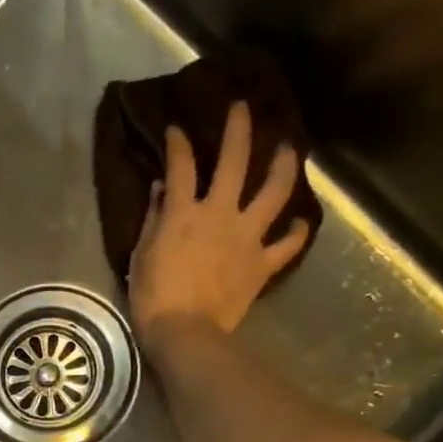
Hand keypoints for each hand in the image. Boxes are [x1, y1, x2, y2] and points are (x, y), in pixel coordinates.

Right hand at [127, 102, 309, 346]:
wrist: (185, 333)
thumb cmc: (154, 298)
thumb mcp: (141, 257)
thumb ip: (154, 220)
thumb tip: (161, 191)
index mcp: (184, 213)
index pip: (181, 166)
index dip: (178, 144)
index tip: (176, 129)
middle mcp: (220, 214)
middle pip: (235, 161)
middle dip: (238, 129)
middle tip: (242, 108)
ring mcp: (247, 236)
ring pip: (274, 191)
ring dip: (284, 165)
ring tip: (290, 149)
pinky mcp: (262, 263)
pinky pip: (287, 244)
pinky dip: (296, 233)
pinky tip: (300, 223)